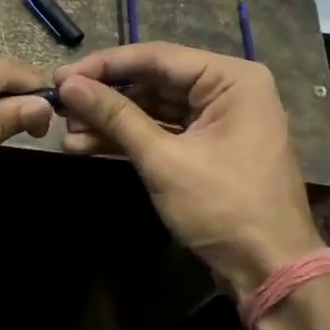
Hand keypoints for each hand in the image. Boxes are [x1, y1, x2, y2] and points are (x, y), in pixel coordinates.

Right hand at [54, 42, 322, 300]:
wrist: (270, 272)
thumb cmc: (224, 207)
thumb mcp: (164, 159)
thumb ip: (116, 117)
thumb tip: (69, 86)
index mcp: (232, 79)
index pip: (157, 57)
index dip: (104, 66)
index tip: (60, 76)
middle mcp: (228, 90)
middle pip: (153, 82)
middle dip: (105, 98)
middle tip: (60, 107)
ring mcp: (218, 121)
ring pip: (154, 109)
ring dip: (111, 122)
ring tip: (66, 131)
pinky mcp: (207, 148)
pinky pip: (163, 133)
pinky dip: (129, 140)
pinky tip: (87, 146)